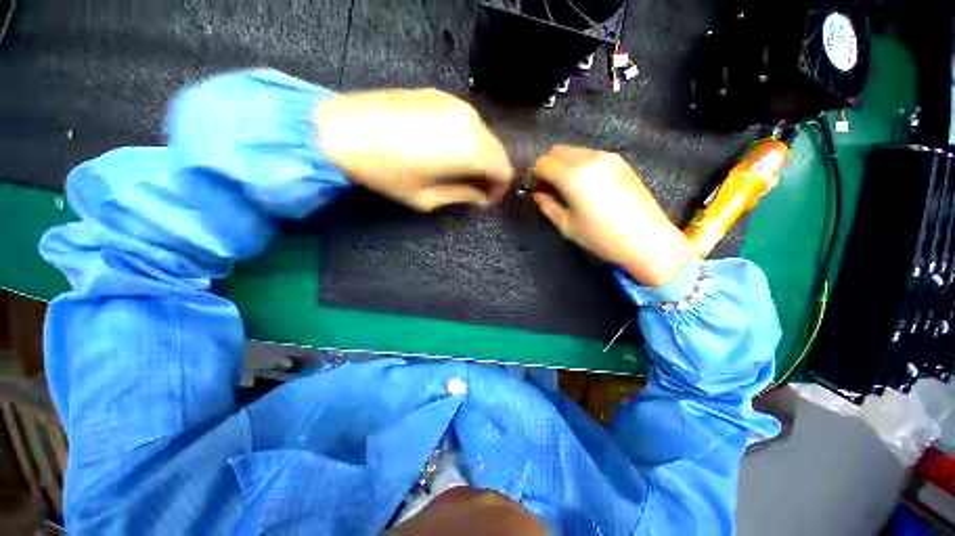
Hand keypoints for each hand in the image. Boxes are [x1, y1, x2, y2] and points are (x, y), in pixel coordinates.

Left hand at [314, 89, 512, 210]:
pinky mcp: (438, 96)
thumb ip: (462, 196)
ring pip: (483, 136)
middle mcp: (469, 121)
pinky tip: (448, 152)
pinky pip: (466, 123)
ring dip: (479, 157)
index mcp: (470, 148)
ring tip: (460, 174)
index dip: (499, 189)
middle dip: (491, 174)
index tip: (484, 200)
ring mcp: (454, 103)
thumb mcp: (427, 198)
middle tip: (474, 191)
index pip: (503, 169)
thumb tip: (480, 197)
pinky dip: (466, 141)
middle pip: (497, 151)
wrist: (341, 131)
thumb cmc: (386, 173)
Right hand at [531, 146, 690, 287]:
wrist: (648, 239)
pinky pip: (590, 155)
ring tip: (566, 187)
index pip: (542, 162)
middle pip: (557, 150)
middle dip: (547, 166)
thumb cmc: (601, 237)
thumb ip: (547, 205)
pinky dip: (579, 164)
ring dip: (563, 164)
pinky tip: (584, 185)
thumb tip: (537, 193)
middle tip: (548, 187)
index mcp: (573, 175)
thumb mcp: (566, 225)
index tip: (535, 188)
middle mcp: (589, 158)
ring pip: (574, 151)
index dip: (534, 174)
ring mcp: (607, 157)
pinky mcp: (620, 162)